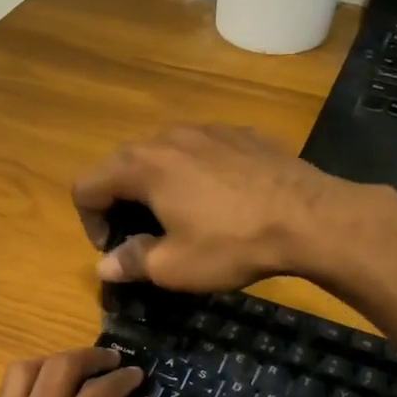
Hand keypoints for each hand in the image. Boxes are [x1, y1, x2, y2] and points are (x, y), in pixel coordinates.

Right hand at [71, 126, 344, 292]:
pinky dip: (193, 174)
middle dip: (119, 203)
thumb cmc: (232, 244)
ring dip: (155, 185)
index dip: (88, 222)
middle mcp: (167, 136)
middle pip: (120, 165)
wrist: (311, 218)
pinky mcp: (239, 133)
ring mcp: (206, 129)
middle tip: (142, 237)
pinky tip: (220, 201)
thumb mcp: (174, 267)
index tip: (116, 250)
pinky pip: (199, 150)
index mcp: (141, 166)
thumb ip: (131, 262)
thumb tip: (105, 265)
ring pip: (161, 154)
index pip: (85, 186)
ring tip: (180, 217)